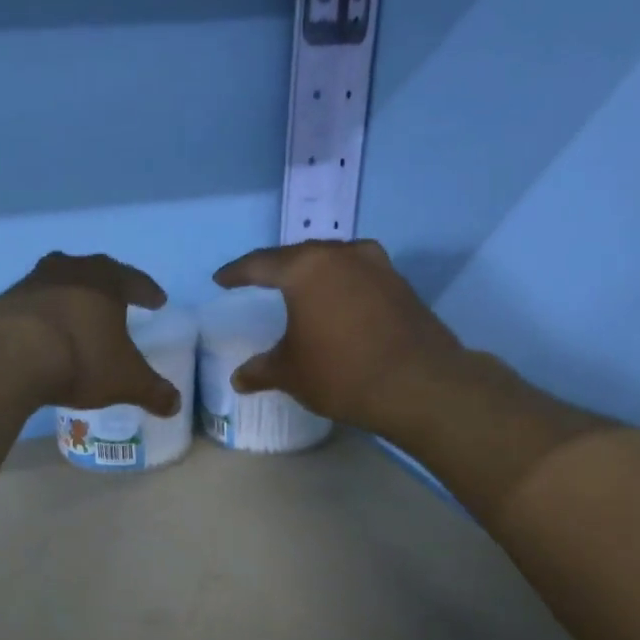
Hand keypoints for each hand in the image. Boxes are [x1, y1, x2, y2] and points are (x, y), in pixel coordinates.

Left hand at [0, 252, 182, 415]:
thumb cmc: (81, 360)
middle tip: (114, 302)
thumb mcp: (125, 381)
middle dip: (105, 287)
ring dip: (68, 298)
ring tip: (75, 318)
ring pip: (57, 284)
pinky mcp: (2, 302)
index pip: (134, 280)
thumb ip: (153, 391)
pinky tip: (41, 336)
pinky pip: (29, 306)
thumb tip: (175, 405)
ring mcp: (30, 282)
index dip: (147, 291)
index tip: (158, 301)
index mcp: (105, 280)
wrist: (9, 357)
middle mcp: (68, 270)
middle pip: (92, 272)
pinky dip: (39, 318)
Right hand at [212, 239, 468, 432]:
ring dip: (313, 275)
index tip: (221, 280)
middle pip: (300, 255)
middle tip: (259, 280)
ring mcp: (378, 266)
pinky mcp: (401, 285)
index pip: (261, 264)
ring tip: (299, 290)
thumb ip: (261, 370)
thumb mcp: (290, 374)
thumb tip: (239, 378)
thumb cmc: (340, 372)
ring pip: (334, 262)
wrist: (418, 385)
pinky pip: (358, 278)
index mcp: (306, 268)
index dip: (237, 273)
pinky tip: (336, 306)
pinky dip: (340, 288)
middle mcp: (342, 255)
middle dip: (277, 268)